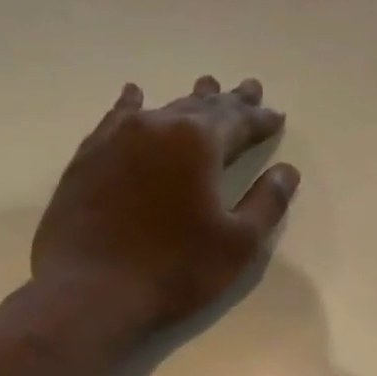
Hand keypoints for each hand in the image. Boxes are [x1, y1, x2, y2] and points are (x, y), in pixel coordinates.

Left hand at [31, 78, 299, 331]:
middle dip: (230, 101)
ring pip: (163, 108)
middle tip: (250, 88)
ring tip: (207, 85)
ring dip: (190, 100)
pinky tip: (135, 96)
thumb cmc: (177, 269)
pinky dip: (133, 106)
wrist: (91, 290)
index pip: (238, 122)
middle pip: (202, 107)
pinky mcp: (89, 157)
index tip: (277, 115)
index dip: (261, 120)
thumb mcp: (239, 242)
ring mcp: (117, 139)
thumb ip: (268, 202)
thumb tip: (287, 171)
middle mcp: (157, 128)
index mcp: (198, 144)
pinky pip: (117, 119)